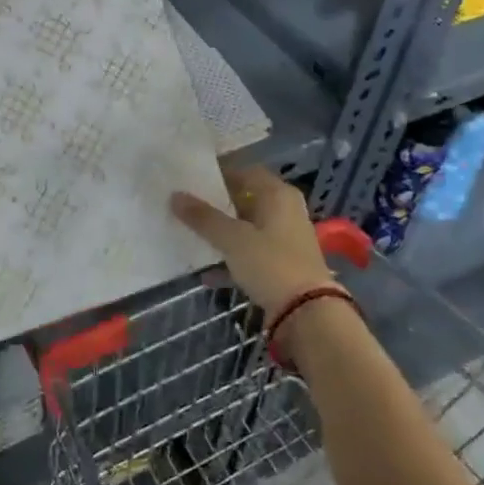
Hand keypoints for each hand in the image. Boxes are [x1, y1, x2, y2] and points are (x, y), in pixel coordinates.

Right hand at [170, 166, 336, 316]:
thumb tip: (175, 196)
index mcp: (278, 194)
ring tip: (193, 237)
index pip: (246, 172)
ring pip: (248, 229)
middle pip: (247, 200)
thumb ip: (204, 218)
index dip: (220, 174)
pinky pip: (252, 254)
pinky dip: (233, 260)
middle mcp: (286, 210)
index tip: (193, 180)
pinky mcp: (284, 265)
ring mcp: (286, 239)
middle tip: (188, 208)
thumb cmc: (271, 263)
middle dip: (218, 205)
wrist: (308, 312)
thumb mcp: (233, 239)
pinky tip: (208, 274)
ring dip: (223, 234)